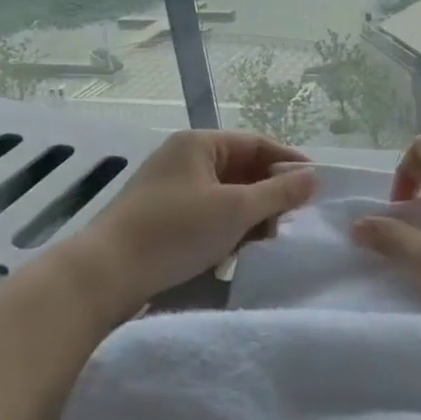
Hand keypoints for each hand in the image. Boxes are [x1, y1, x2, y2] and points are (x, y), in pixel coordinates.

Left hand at [67, 130, 316, 319]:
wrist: (104, 275)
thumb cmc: (175, 231)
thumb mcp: (235, 210)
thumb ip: (278, 193)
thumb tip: (314, 177)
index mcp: (200, 144)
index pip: (257, 144)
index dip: (288, 163)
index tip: (316, 186)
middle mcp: (184, 159)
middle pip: (242, 169)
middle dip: (269, 195)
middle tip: (293, 220)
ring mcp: (171, 189)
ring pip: (225, 195)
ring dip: (250, 216)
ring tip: (269, 240)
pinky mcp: (162, 219)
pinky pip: (207, 215)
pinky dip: (226, 229)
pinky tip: (237, 253)